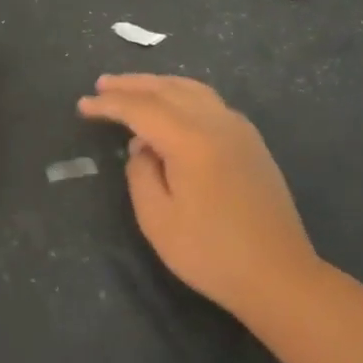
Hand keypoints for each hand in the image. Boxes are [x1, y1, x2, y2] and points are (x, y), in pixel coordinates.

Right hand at [78, 75, 316, 317]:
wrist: (280, 276)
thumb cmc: (212, 253)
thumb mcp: (157, 219)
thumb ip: (140, 173)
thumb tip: (143, 147)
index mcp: (190, 139)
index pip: (140, 109)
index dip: (109, 104)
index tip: (83, 106)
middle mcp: (216, 122)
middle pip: (167, 88)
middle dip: (131, 85)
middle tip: (101, 85)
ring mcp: (238, 129)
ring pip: (191, 89)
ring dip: (158, 85)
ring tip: (132, 88)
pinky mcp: (251, 141)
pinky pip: (209, 101)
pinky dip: (182, 94)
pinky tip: (172, 107)